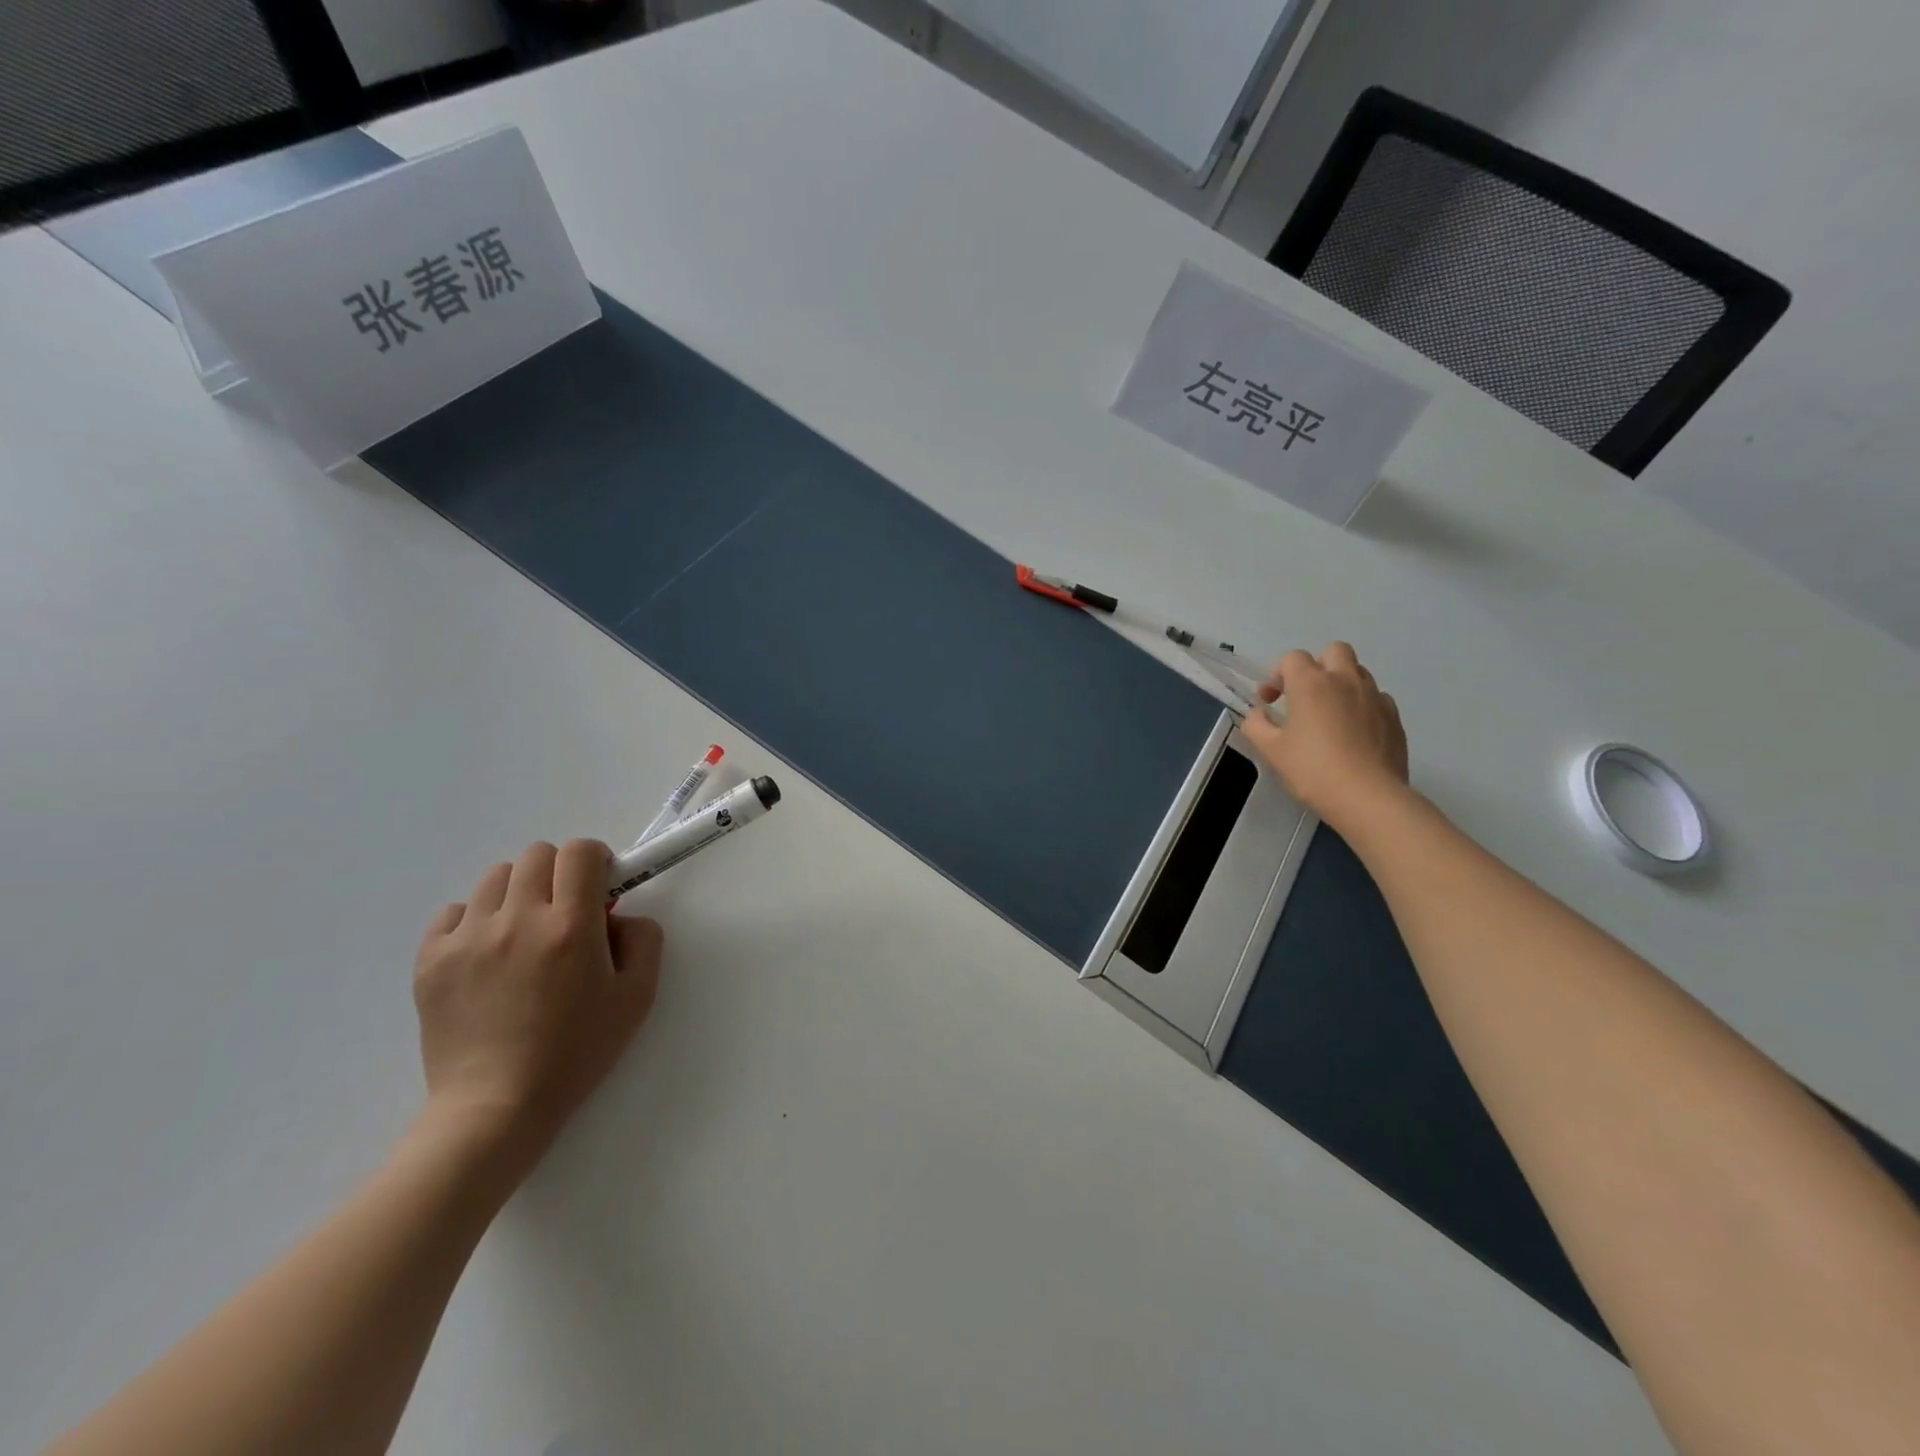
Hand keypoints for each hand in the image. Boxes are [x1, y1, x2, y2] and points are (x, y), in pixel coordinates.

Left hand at [412, 839, 661, 1169]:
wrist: (495, 1107)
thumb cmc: (576, 1052)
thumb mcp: (637, 996)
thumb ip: (643, 938)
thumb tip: (619, 914)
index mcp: (571, 927)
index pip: (581, 852)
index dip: (596, 860)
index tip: (600, 887)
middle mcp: (518, 920)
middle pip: (538, 854)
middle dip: (559, 873)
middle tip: (565, 912)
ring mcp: (468, 938)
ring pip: (496, 877)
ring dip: (519, 892)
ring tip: (524, 933)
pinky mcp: (430, 959)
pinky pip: (455, 910)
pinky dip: (476, 919)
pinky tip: (488, 953)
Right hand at [1240, 642, 1410, 831]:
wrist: (1368, 797)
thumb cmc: (1312, 770)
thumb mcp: (1271, 750)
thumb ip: (1256, 724)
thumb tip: (1258, 713)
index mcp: (1311, 683)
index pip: (1293, 658)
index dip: (1277, 675)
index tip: (1270, 701)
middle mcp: (1345, 680)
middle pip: (1334, 650)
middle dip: (1317, 666)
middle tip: (1305, 695)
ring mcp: (1375, 696)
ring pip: (1358, 672)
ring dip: (1341, 683)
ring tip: (1330, 714)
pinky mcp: (1394, 716)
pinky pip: (1376, 697)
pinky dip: (1362, 705)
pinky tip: (1354, 732)